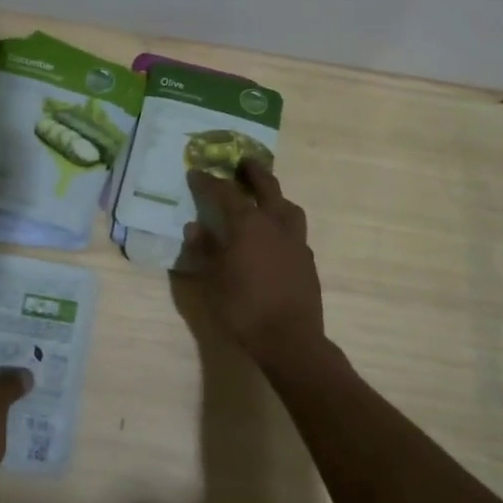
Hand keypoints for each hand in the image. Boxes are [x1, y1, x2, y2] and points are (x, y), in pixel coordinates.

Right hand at [183, 161, 325, 367]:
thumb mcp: (212, 279)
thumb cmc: (243, 306)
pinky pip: (295, 231)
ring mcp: (296, 241)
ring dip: (275, 196)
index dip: (209, 181)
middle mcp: (275, 224)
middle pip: (267, 187)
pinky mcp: (307, 260)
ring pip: (288, 206)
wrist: (289, 339)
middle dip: (253, 172)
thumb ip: (205, 249)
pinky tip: (275, 236)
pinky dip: (283, 223)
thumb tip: (195, 227)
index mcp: (248, 224)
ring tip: (265, 197)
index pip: (226, 193)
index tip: (197, 173)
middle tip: (243, 162)